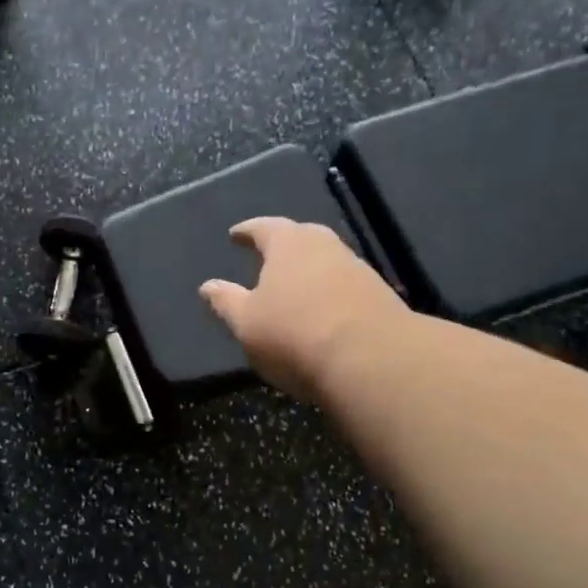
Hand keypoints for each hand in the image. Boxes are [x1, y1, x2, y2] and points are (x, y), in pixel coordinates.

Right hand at [199, 218, 406, 401]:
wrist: (372, 360)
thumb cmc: (294, 334)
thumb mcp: (246, 322)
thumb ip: (226, 301)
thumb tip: (208, 285)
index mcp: (289, 244)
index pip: (263, 227)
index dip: (247, 231)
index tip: (235, 235)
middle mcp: (325, 246)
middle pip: (301, 237)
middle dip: (283, 244)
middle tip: (267, 255)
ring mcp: (357, 268)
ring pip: (326, 260)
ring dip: (308, 269)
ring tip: (293, 284)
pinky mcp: (379, 295)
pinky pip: (344, 284)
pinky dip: (329, 290)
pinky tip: (322, 308)